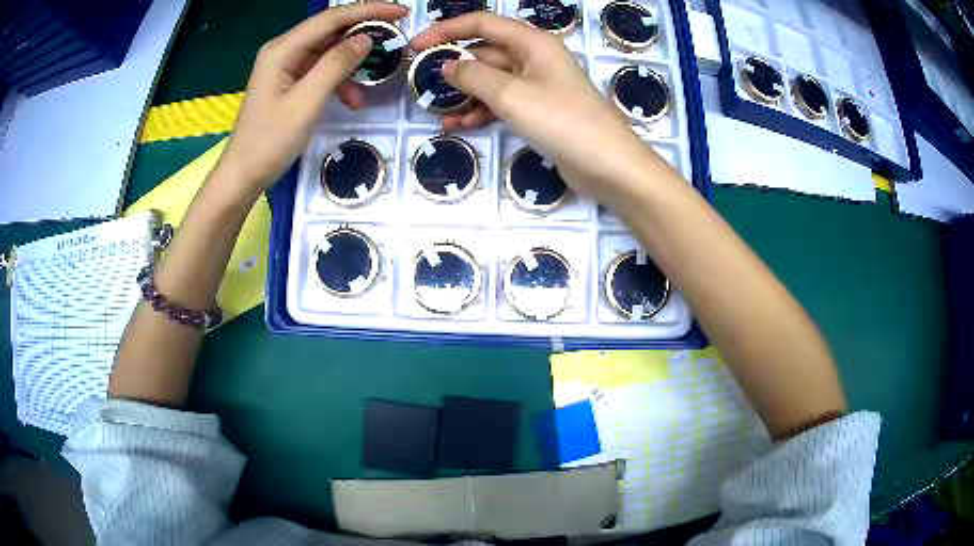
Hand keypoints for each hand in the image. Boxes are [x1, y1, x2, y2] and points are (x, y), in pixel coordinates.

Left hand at [216, 2, 409, 199]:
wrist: (243, 175)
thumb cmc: (270, 141)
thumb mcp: (307, 101)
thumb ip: (336, 65)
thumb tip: (366, 38)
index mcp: (283, 49)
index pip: (331, 18)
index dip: (368, 10)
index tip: (401, 12)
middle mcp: (284, 51)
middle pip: (330, 31)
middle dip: (363, 33)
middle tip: (395, 39)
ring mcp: (286, 67)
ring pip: (328, 52)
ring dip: (352, 64)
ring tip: (373, 79)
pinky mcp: (289, 82)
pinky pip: (321, 71)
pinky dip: (339, 81)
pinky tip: (351, 99)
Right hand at [411, 12, 657, 204]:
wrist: (608, 165)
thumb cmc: (562, 120)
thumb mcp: (510, 94)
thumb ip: (473, 76)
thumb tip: (447, 65)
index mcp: (532, 42)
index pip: (481, 24)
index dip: (445, 31)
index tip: (416, 46)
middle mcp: (535, 58)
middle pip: (485, 52)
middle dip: (454, 67)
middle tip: (422, 85)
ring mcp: (538, 85)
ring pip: (491, 80)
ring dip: (465, 95)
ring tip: (438, 113)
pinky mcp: (540, 110)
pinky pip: (503, 102)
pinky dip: (482, 111)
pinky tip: (460, 126)